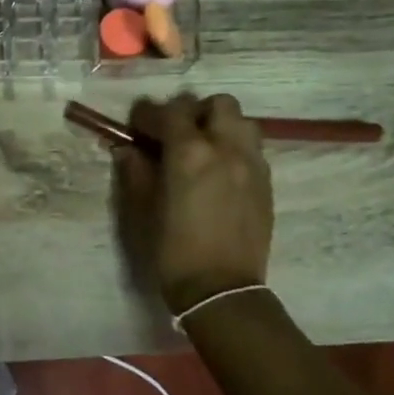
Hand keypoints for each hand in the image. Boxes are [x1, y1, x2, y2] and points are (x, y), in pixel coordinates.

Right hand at [115, 94, 273, 314]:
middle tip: (174, 133)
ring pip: (241, 122)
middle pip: (217, 104)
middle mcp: (226, 148)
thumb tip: (127, 150)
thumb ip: (135, 172)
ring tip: (202, 148)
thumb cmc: (172, 251)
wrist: (221, 290)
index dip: (148, 114)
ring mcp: (252, 164)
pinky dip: (234, 147)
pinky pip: (252, 148)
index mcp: (190, 153)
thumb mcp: (142, 210)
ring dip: (219, 125)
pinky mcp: (267, 183)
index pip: (169, 111)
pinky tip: (219, 172)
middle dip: (192, 112)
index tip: (135, 126)